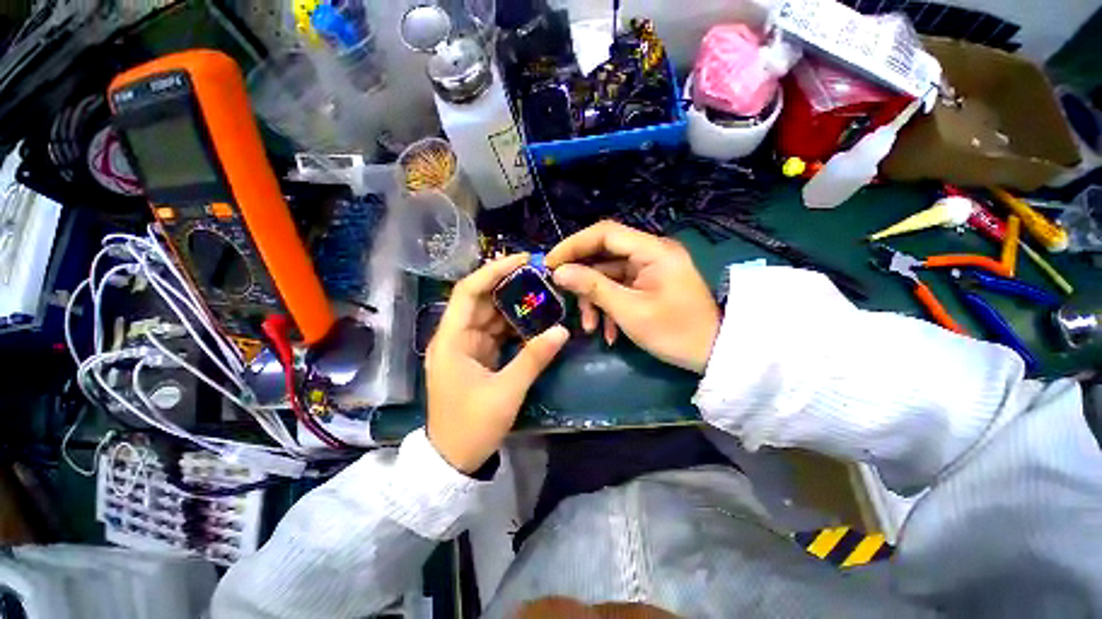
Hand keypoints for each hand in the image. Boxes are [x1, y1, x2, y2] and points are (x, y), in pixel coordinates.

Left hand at [426, 254, 568, 473]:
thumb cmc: (472, 426)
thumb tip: (562, 331)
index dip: (493, 272)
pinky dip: (514, 327)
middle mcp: (455, 337)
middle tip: (540, 278)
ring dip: (515, 307)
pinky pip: (496, 333)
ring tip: (542, 297)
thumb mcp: (506, 392)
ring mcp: (466, 347)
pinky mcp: (477, 357)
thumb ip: (533, 358)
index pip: (468, 291)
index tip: (520, 261)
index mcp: (451, 339)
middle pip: (481, 301)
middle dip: (509, 287)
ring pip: (491, 316)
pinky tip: (535, 323)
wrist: (453, 460)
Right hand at [546, 221, 719, 373]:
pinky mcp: (649, 284)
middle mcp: (651, 252)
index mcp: (652, 249)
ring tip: (590, 327)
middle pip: (604, 255)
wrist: (714, 354)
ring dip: (595, 300)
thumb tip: (559, 272)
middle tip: (563, 297)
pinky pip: (620, 288)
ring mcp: (650, 269)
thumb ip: (593, 287)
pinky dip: (609, 307)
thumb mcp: (629, 310)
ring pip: (609, 275)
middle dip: (583, 280)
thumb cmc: (674, 332)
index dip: (574, 245)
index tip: (550, 264)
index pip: (604, 233)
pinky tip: (608, 332)